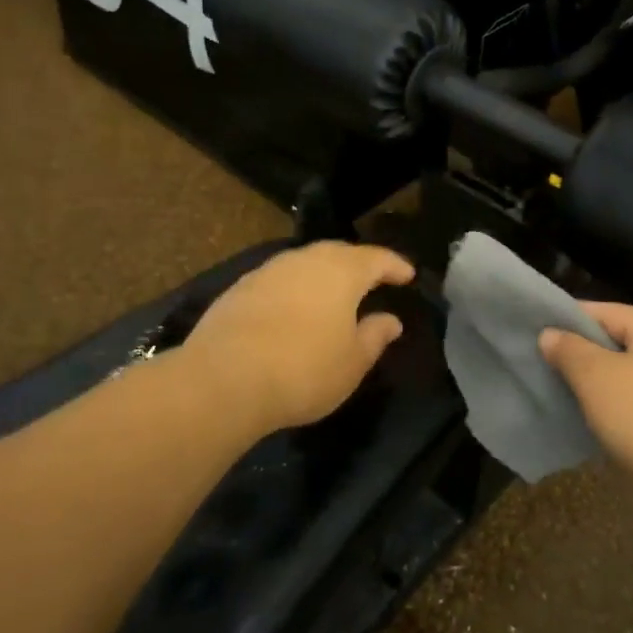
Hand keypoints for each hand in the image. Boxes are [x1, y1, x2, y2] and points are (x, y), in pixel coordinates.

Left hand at [182, 242, 415, 434]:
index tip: (408, 275)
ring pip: (305, 264)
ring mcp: (268, 271)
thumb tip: (391, 320)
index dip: (395, 266)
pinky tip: (293, 310)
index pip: (377, 258)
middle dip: (358, 265)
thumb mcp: (353, 362)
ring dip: (322, 276)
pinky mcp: (239, 289)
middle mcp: (305, 260)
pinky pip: (279, 281)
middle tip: (372, 281)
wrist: (224, 378)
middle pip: (338, 254)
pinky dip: (294, 290)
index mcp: (341, 271)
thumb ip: (375, 336)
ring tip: (333, 296)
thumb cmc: (304, 370)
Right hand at [539, 302, 632, 495]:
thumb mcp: (597, 379)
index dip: (566, 321)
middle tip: (544, 368)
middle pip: (617, 340)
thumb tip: (550, 334)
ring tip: (564, 394)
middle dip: (581, 354)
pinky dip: (618, 404)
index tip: (534, 337)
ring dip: (598, 383)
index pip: (603, 311)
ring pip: (628, 372)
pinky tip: (596, 419)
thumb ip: (569, 350)